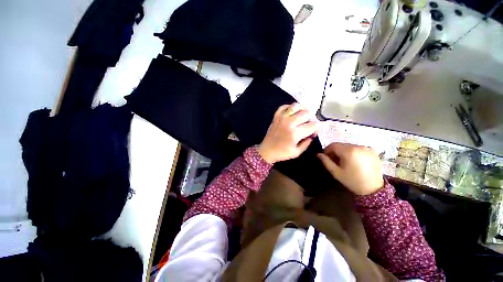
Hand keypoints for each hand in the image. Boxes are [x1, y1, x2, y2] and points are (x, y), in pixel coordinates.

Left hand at [258, 103, 319, 163]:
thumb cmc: (282, 153)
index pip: (313, 125)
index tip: (315, 131)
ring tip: (302, 117)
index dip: (317, 127)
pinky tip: (292, 113)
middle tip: (308, 124)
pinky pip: (284, 106)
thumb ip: (307, 142)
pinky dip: (289, 107)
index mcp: (295, 133)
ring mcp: (281, 118)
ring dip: (302, 110)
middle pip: (306, 113)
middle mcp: (289, 123)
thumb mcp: (297, 152)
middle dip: (311, 119)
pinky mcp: (276, 116)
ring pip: (296, 106)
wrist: (267, 150)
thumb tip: (312, 133)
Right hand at [317, 143, 383, 195]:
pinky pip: (358, 149)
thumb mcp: (336, 172)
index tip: (325, 157)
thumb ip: (326, 161)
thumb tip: (318, 154)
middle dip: (336, 152)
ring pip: (350, 147)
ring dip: (344, 152)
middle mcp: (358, 146)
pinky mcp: (373, 151)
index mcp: (349, 151)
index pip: (333, 145)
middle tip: (334, 161)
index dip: (327, 150)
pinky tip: (354, 162)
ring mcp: (367, 148)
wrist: (374, 189)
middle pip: (342, 145)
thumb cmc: (352, 181)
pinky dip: (354, 153)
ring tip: (345, 162)